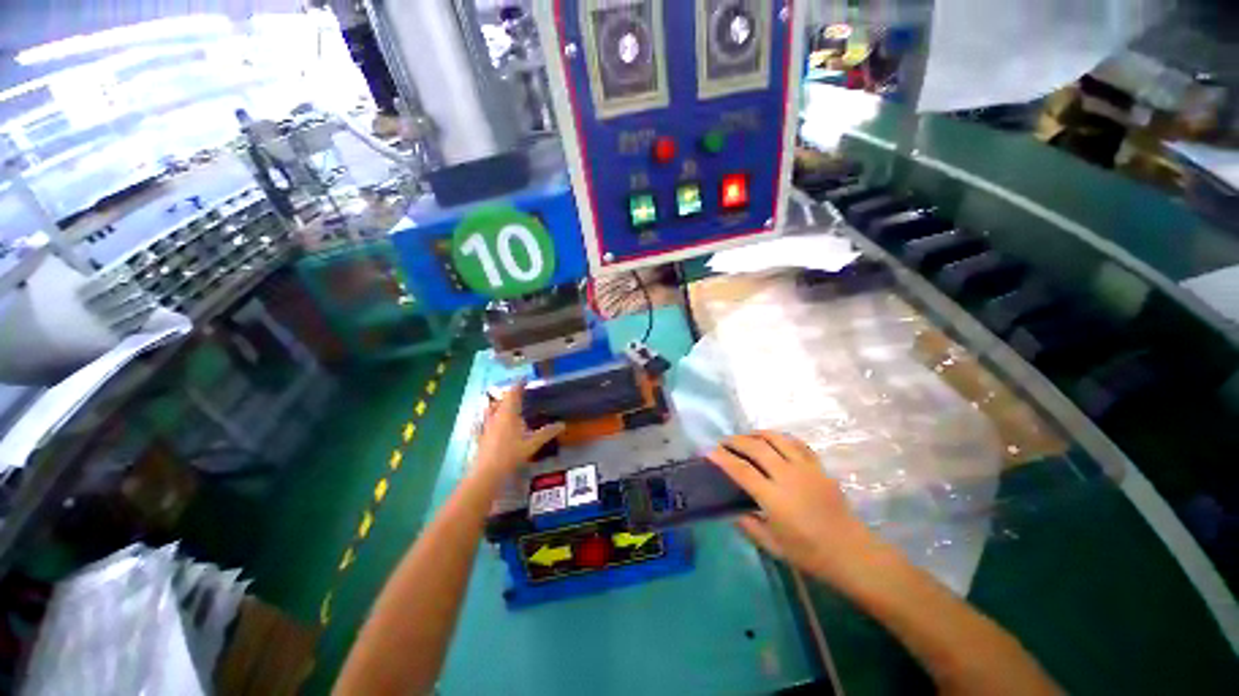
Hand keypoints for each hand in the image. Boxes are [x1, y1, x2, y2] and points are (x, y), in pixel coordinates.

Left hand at [474, 381, 564, 477]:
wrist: (487, 473)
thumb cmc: (511, 454)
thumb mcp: (533, 443)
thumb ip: (547, 432)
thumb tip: (562, 424)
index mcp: (509, 412)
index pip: (513, 392)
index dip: (519, 384)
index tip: (525, 378)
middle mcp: (496, 415)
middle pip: (501, 399)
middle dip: (510, 394)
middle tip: (519, 392)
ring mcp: (486, 425)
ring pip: (491, 408)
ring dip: (498, 404)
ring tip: (506, 405)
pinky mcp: (480, 435)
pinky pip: (483, 421)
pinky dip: (488, 417)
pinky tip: (489, 423)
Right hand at [708, 432, 888, 587]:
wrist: (851, 552)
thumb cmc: (810, 553)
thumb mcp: (773, 546)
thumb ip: (749, 526)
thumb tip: (732, 511)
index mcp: (774, 498)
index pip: (741, 470)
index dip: (722, 458)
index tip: (708, 451)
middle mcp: (788, 476)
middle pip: (757, 447)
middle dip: (736, 441)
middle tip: (724, 442)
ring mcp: (806, 468)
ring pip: (777, 439)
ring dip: (756, 434)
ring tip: (745, 437)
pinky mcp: (819, 467)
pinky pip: (797, 443)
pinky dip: (780, 438)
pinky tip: (773, 441)